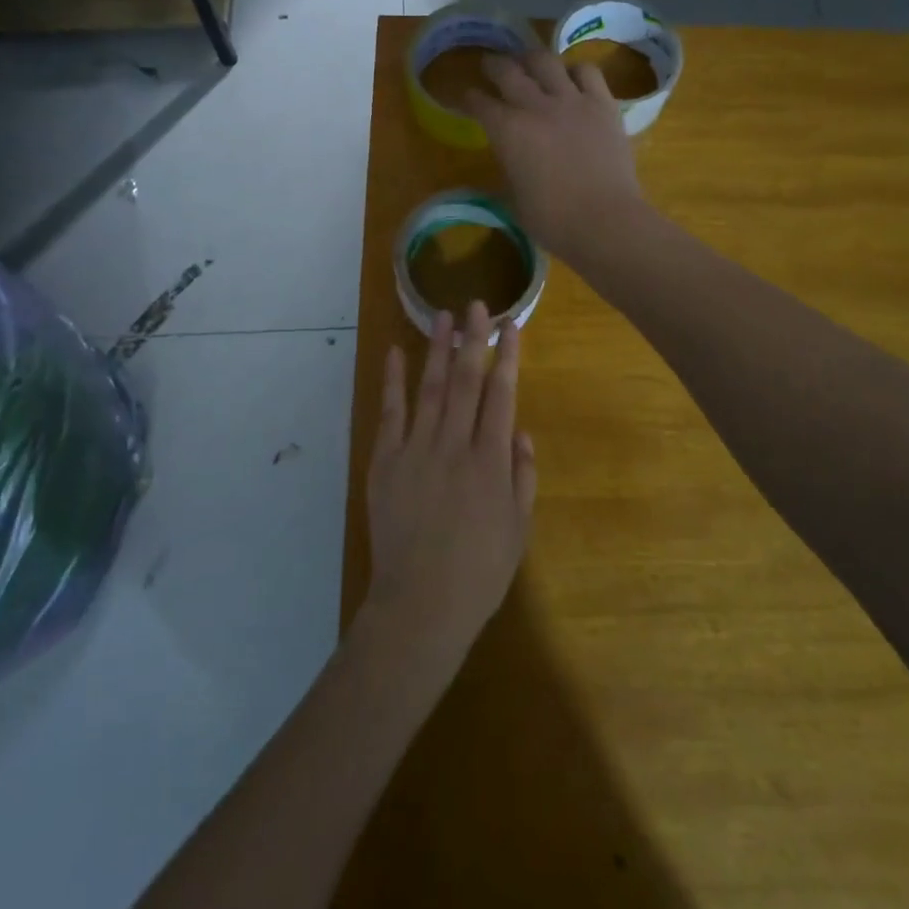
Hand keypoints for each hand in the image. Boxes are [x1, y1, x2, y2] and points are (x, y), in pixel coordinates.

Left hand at [365, 302, 536, 668]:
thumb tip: (520, 430)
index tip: (512, 325)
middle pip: (467, 380)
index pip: (502, 394)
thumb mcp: (518, 528)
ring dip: (438, 349)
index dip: (508, 356)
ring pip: (431, 387)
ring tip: (443, 316)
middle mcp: (454, 444)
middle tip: (478, 304)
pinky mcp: (386, 461)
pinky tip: (395, 352)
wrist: (421, 604)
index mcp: (490, 460)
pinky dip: (393, 381)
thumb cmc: (479, 571)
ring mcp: (416, 449)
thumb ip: (522, 475)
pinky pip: (390, 413)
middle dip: (474, 339)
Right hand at [463, 51, 645, 261]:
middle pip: (508, 71)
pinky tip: (572, 78)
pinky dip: (575, 70)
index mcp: (507, 131)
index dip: (469, 98)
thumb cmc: (552, 220)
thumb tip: (510, 160)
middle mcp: (536, 106)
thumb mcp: (514, 198)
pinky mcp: (603, 104)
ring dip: (532, 59)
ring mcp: (572, 101)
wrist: (604, 221)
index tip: (466, 97)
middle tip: (490, 65)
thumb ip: (508, 169)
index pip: (479, 103)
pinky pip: (587, 72)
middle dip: (494, 66)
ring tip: (529, 62)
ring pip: (546, 61)